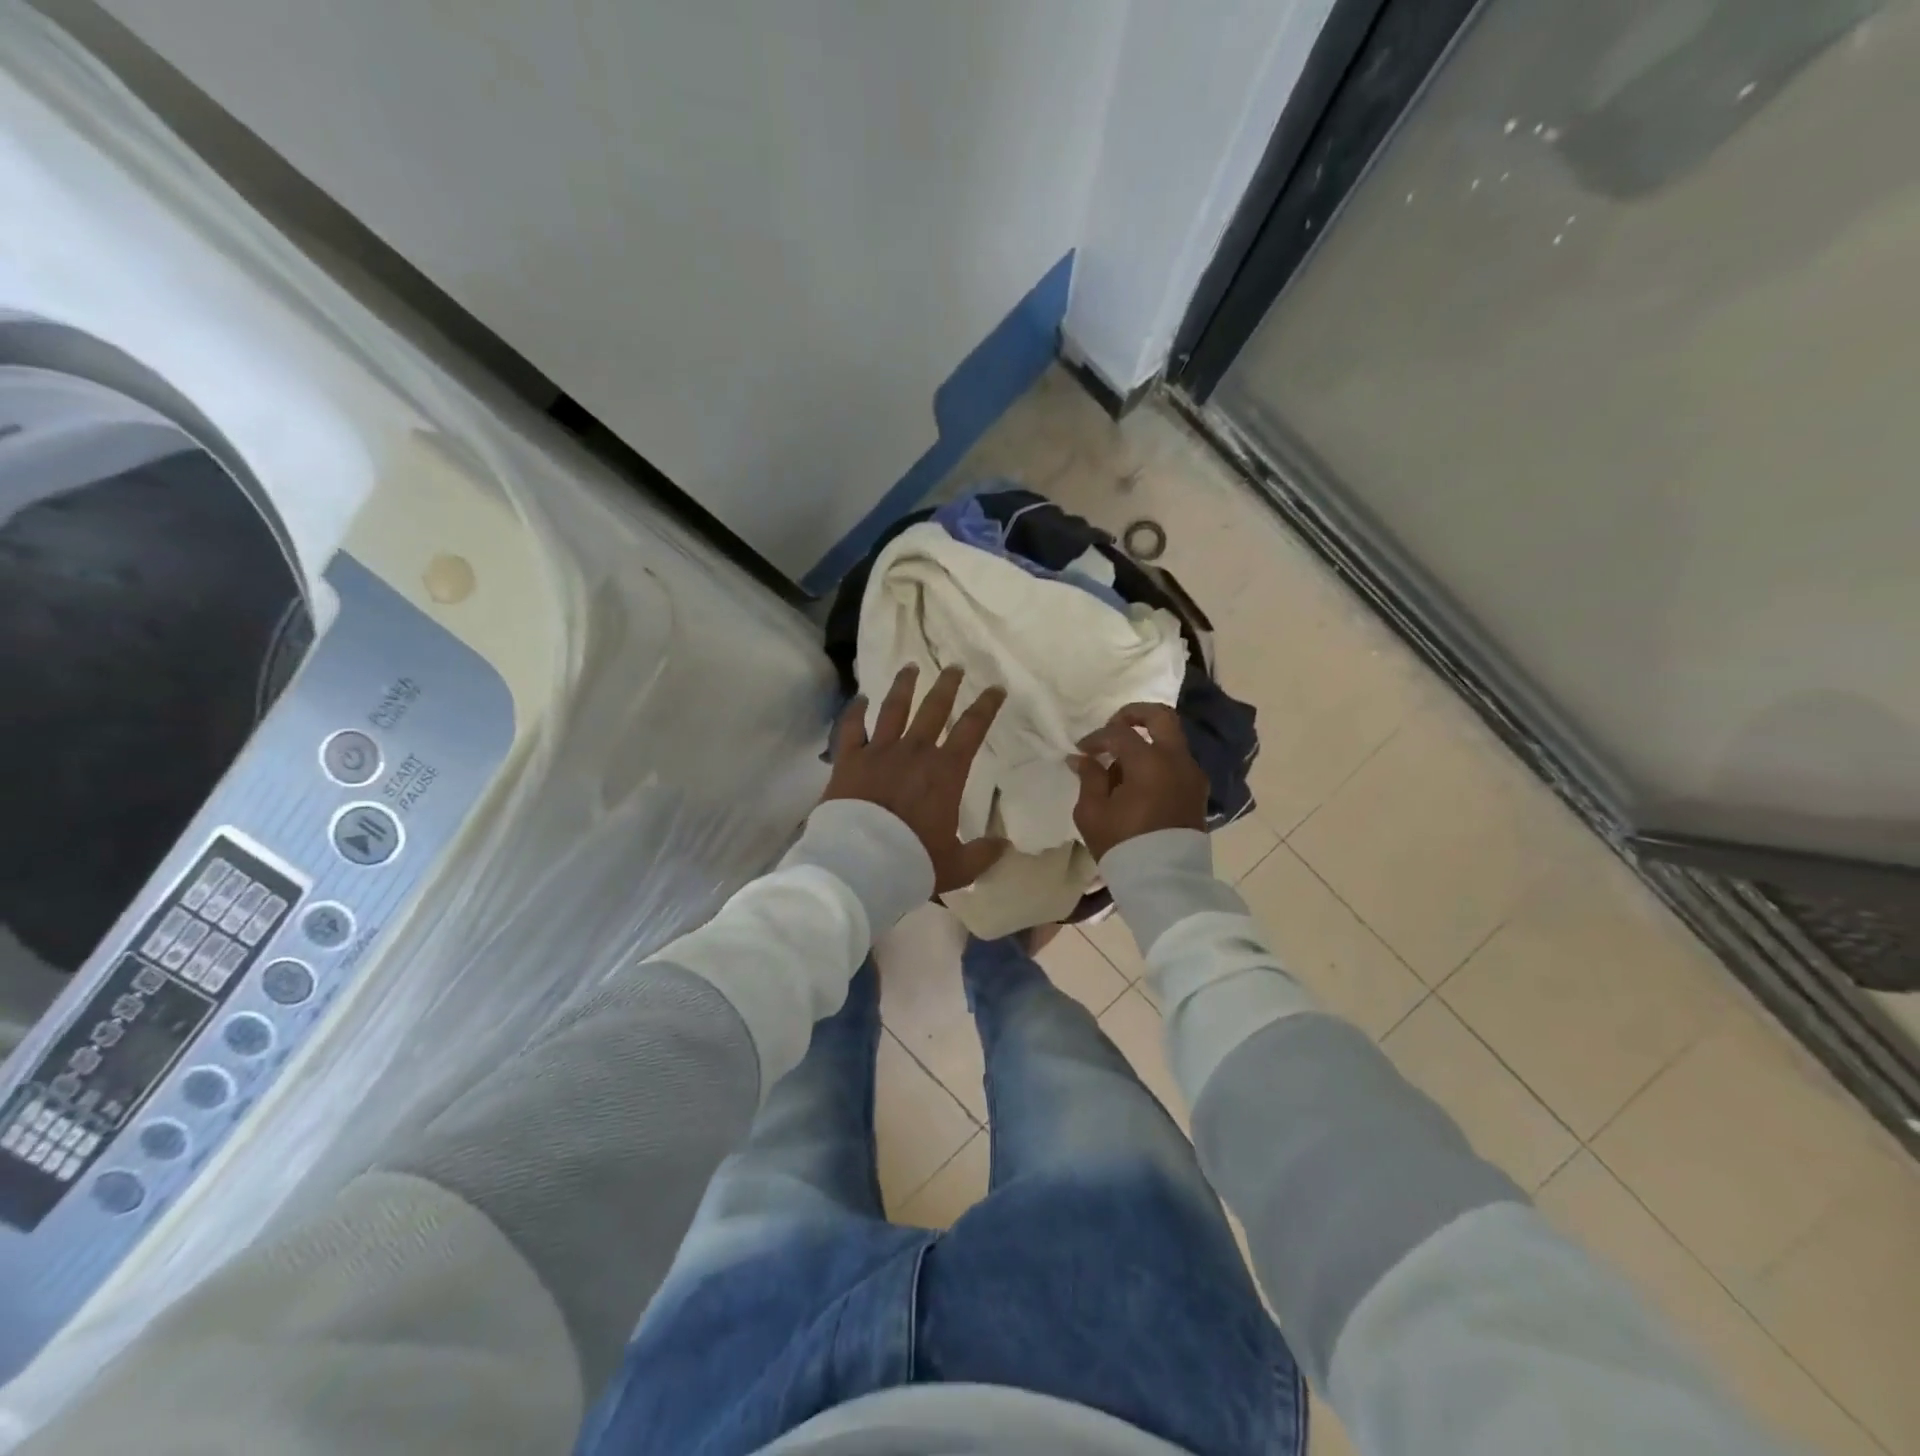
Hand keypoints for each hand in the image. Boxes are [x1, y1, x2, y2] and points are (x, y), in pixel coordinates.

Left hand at [825, 665, 1008, 892]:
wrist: (860, 866)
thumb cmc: (912, 863)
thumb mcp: (956, 866)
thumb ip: (982, 853)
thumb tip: (1005, 846)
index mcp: (945, 772)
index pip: (972, 729)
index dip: (986, 706)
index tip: (996, 688)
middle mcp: (914, 752)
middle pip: (934, 709)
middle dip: (947, 685)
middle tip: (954, 667)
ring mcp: (878, 752)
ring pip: (893, 708)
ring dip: (904, 685)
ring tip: (910, 666)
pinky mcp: (848, 761)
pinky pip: (851, 729)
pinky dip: (854, 712)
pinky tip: (858, 699)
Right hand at [1071, 703, 1208, 860]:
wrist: (1163, 881)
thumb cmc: (1123, 845)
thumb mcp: (1093, 812)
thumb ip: (1089, 778)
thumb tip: (1082, 758)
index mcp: (1150, 762)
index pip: (1119, 734)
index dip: (1097, 738)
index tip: (1082, 750)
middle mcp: (1177, 760)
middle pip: (1161, 717)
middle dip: (1134, 714)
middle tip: (1113, 726)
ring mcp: (1192, 775)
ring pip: (1172, 739)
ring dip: (1148, 739)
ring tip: (1122, 763)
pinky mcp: (1197, 791)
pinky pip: (1177, 761)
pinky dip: (1158, 759)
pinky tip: (1138, 780)